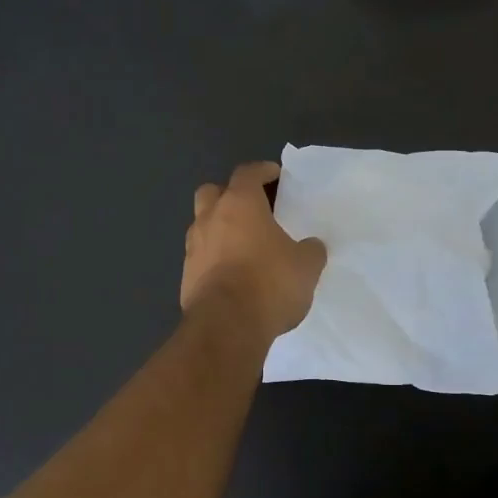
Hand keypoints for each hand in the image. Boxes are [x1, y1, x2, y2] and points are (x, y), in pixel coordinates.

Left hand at [181, 161, 326, 341]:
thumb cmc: (269, 283)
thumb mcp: (306, 266)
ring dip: (219, 228)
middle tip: (251, 208)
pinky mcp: (186, 277)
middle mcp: (210, 218)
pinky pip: (200, 257)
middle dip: (229, 194)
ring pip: (202, 225)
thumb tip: (311, 246)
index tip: (274, 175)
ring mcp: (193, 248)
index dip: (262, 171)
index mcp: (240, 204)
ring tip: (242, 245)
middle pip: (212, 192)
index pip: (247, 173)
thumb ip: (310, 250)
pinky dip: (214, 258)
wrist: (226, 326)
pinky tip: (232, 274)